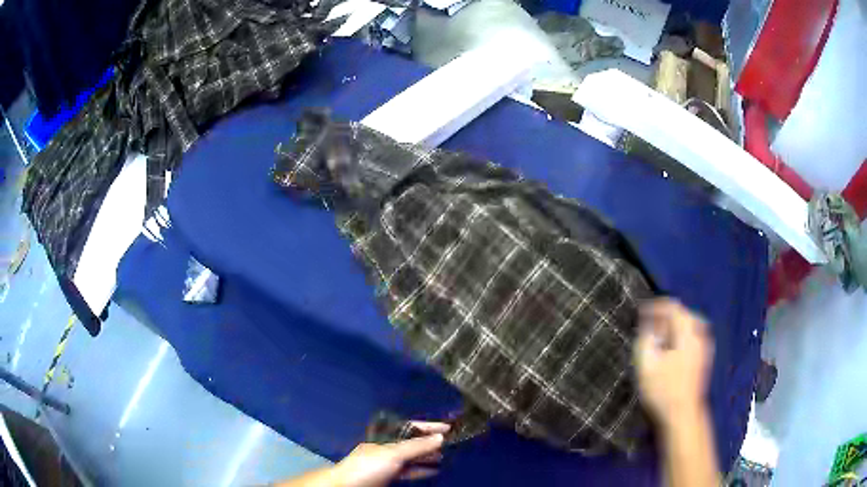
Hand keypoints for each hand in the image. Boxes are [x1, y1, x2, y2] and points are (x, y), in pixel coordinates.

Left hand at [332, 422, 449, 486]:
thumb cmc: (368, 466)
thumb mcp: (393, 454)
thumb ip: (416, 446)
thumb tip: (440, 437)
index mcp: (384, 437)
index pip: (410, 427)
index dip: (429, 426)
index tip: (448, 427)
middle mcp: (386, 448)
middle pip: (412, 442)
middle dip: (430, 442)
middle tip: (451, 444)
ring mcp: (386, 463)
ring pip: (411, 457)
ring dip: (427, 457)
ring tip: (445, 457)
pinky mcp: (387, 477)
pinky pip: (408, 471)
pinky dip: (420, 470)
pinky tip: (433, 471)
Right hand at [634, 299, 713, 428]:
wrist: (683, 416)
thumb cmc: (663, 390)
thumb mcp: (646, 365)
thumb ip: (646, 339)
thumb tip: (649, 325)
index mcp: (687, 333)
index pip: (674, 308)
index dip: (656, 306)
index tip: (640, 312)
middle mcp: (700, 335)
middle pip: (685, 314)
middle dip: (667, 315)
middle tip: (650, 323)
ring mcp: (704, 347)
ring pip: (691, 325)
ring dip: (675, 325)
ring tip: (660, 334)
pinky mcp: (704, 359)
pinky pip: (694, 336)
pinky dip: (682, 335)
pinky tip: (672, 347)